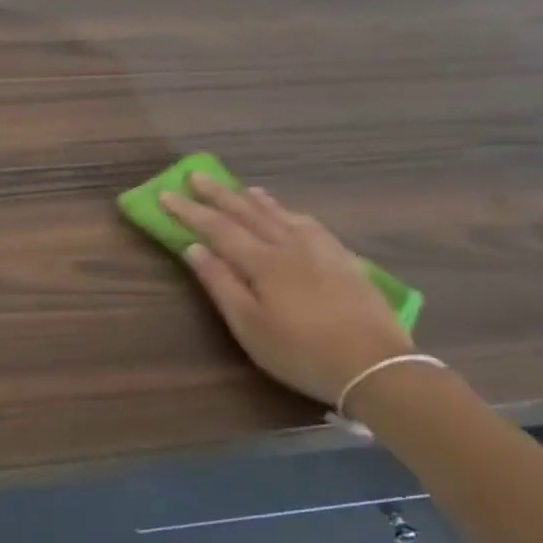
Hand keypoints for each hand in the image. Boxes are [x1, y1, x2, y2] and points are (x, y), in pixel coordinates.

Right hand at [161, 177, 409, 408]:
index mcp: (262, 262)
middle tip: (196, 175)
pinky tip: (290, 215)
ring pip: (281, 215)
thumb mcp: (249, 326)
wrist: (377, 367)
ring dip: (255, 200)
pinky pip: (310, 224)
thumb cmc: (301, 351)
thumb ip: (220, 283)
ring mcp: (320, 250)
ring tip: (241, 188)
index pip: (217, 228)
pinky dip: (290, 213)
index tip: (165, 194)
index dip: (189, 211)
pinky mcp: (344, 261)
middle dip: (219, 194)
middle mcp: (289, 246)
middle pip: (247, 213)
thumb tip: (193, 248)